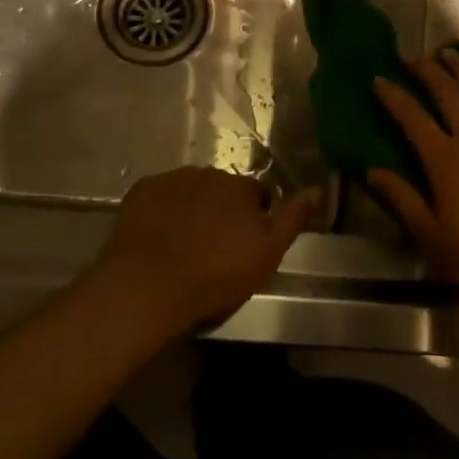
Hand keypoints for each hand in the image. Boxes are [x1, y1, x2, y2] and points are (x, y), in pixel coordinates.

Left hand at [95, 167, 320, 335]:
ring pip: (191, 190)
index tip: (247, 244)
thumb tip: (317, 189)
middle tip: (215, 247)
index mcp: (241, 187)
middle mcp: (209, 173)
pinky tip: (158, 237)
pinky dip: (163, 211)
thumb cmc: (215, 273)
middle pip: (223, 189)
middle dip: (223, 210)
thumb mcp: (267, 253)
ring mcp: (172, 179)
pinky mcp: (141, 190)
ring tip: (185, 244)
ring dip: (193, 208)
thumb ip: (293, 218)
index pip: (258, 194)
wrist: (147, 285)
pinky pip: (160, 196)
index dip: (256, 217)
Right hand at [370, 53, 458, 314]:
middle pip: (447, 92)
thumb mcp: (430, 235)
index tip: (378, 78)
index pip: (412, 116)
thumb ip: (402, 198)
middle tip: (411, 59)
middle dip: (427, 71)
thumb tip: (372, 171)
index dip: (393, 95)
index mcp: (444, 159)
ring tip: (450, 55)